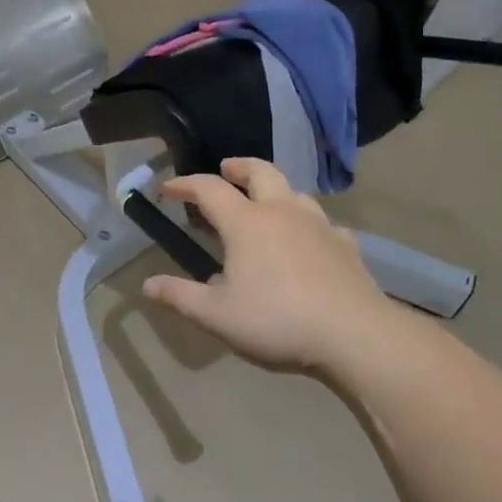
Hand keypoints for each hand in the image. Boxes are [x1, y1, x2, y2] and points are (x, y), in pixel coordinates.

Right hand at [141, 159, 428, 378]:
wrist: (354, 335)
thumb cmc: (276, 320)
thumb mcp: (216, 315)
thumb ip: (180, 296)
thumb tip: (148, 285)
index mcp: (246, 223)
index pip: (209, 189)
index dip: (185, 184)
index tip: (168, 189)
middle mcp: (282, 212)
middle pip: (260, 171)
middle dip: (238, 167)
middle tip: (226, 170)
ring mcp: (320, 225)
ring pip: (295, 192)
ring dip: (275, 190)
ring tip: (265, 205)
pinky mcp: (346, 246)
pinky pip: (324, 224)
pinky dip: (308, 224)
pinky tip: (309, 241)